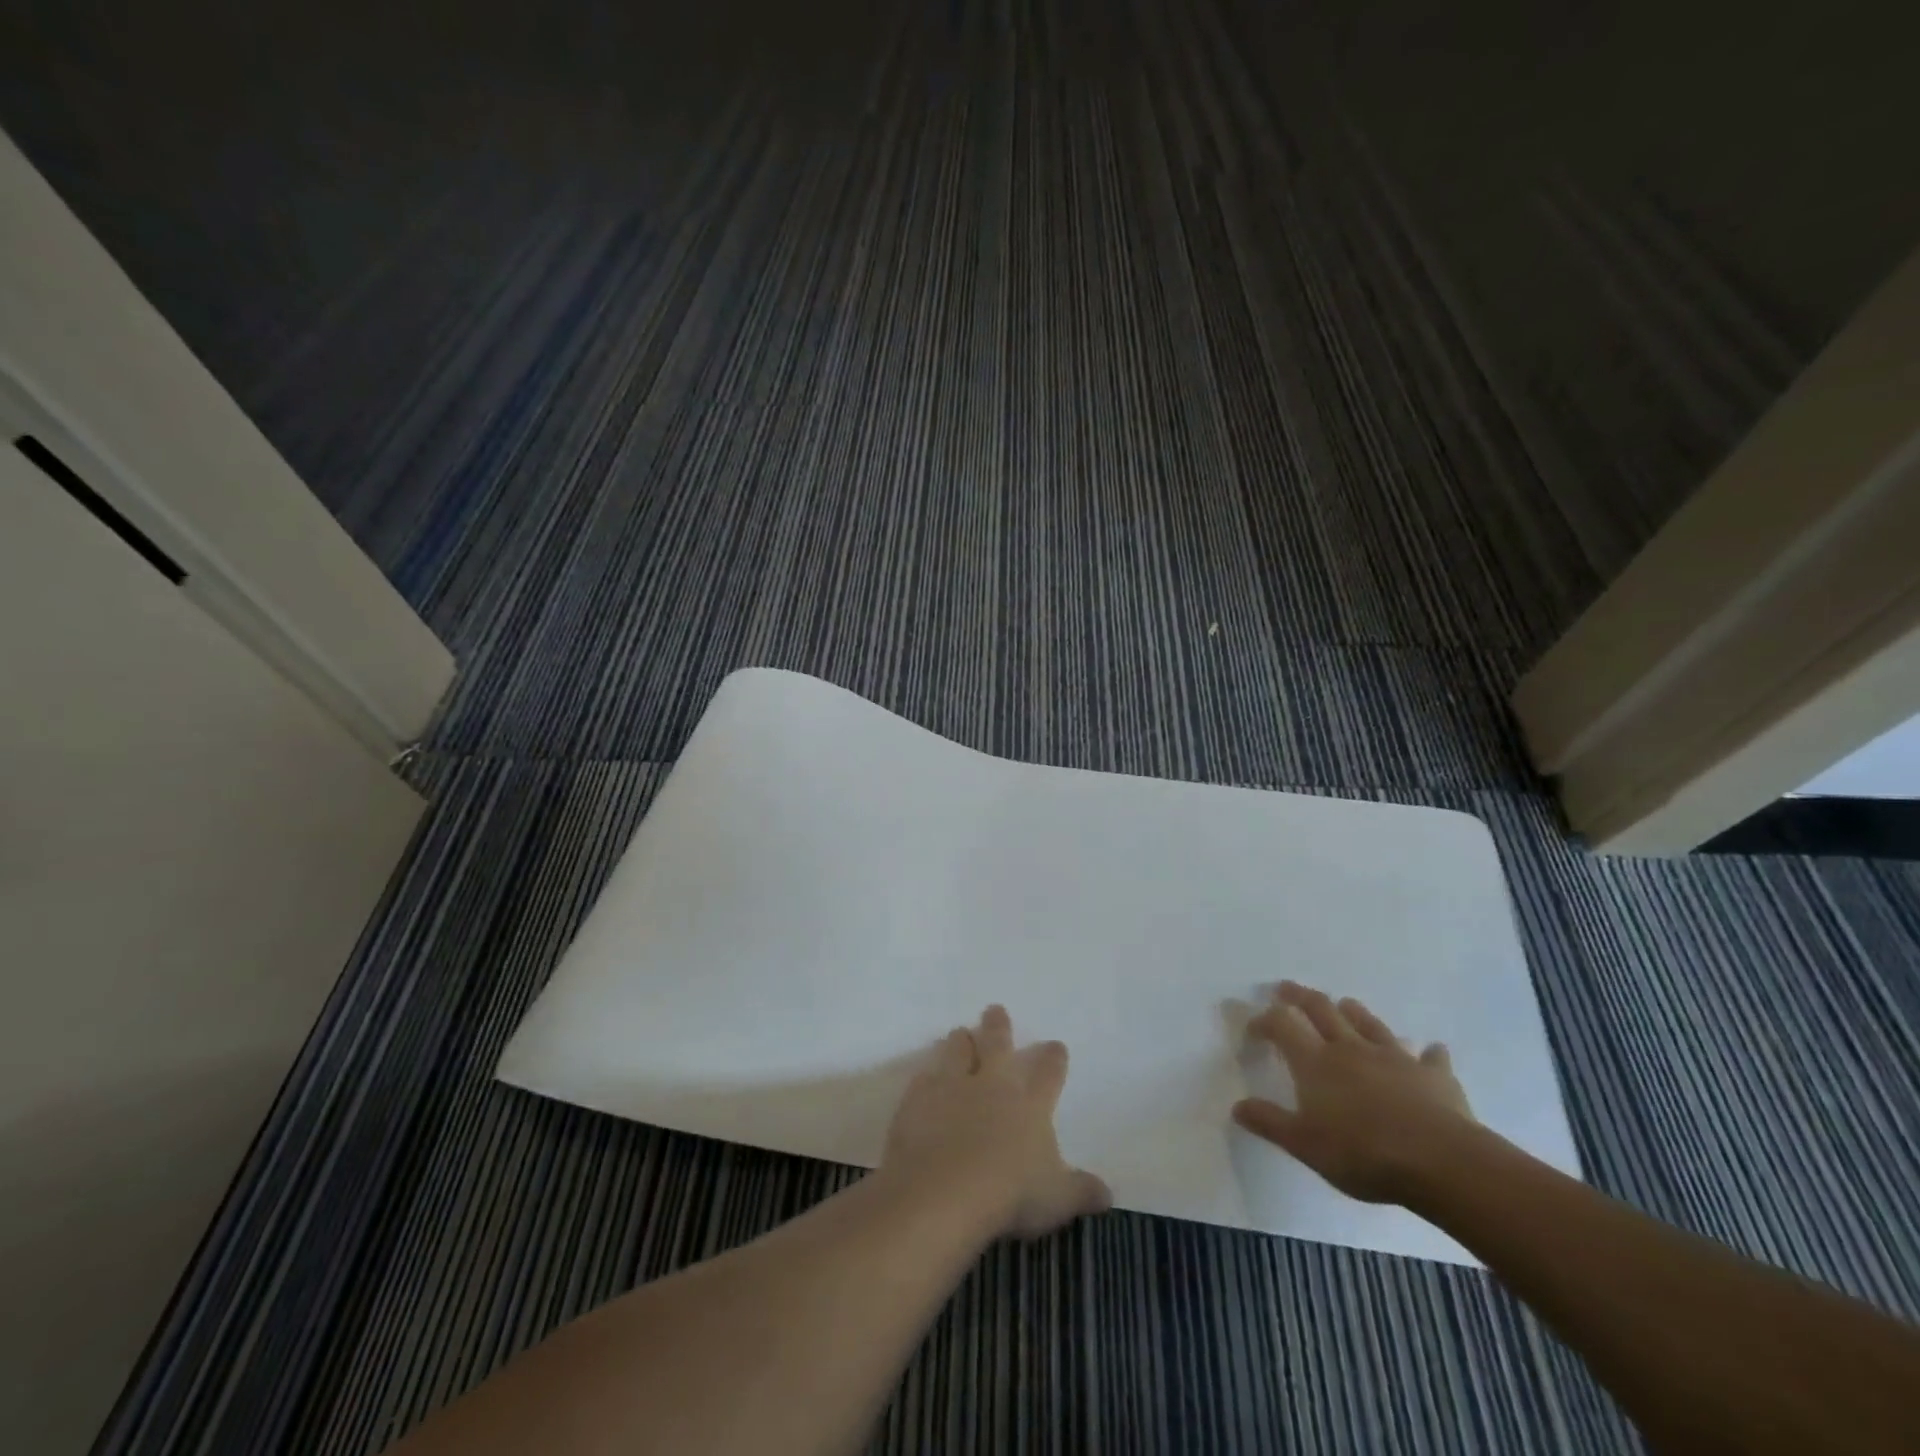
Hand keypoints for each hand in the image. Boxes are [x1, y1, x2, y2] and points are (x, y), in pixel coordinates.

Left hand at [883, 1005, 1110, 1238]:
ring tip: (960, 1033)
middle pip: (997, 1043)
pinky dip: (927, 1076)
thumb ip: (1082, 1191)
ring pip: (957, 1049)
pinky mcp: (919, 1099)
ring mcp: (952, 1086)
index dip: (1053, 1058)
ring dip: (960, 1040)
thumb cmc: (1010, 1193)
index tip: (1056, 1045)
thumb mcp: (1057, 1199)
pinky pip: (924, 1078)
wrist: (944, 1190)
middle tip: (996, 1009)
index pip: (1048, 1072)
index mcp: (1029, 1103)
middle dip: (998, 1025)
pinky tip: (925, 1077)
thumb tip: (1107, 1194)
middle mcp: (992, 1084)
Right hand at [1233, 980, 1476, 1204]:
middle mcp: (1350, 1048)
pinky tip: (1431, 1049)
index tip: (1254, 1028)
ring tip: (1345, 1003)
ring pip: (1369, 1023)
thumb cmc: (1363, 1153)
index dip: (1265, 1021)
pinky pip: (1429, 1057)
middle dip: (1300, 996)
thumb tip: (1237, 1106)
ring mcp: (1395, 1057)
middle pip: (1321, 1009)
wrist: (1442, 1162)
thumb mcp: (1304, 1145)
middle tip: (1286, 988)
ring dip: (1353, 1011)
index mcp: (1316, 1061)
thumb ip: (1270, 1122)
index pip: (1282, 1025)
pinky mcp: (1433, 1076)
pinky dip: (1427, 1052)